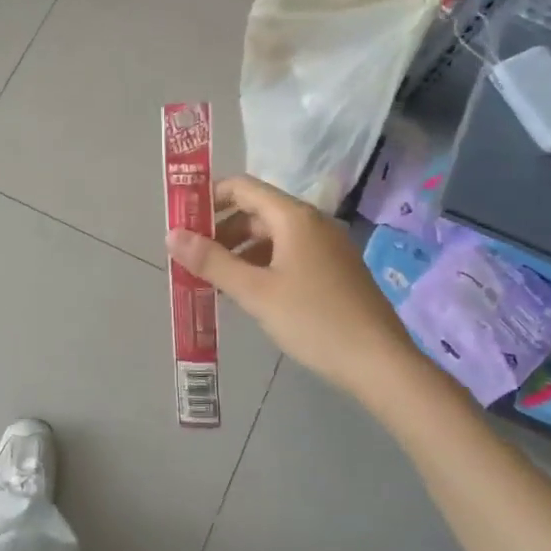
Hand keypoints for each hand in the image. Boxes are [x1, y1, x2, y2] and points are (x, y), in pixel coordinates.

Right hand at [167, 175, 415, 396]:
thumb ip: (212, 261)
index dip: (208, 198)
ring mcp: (327, 247)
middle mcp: (312, 223)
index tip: (182, 223)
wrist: (379, 362)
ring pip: (272, 236)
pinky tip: (249, 294)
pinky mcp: (335, 271)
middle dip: (221, 230)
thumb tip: (171, 235)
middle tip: (192, 258)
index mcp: (294, 217)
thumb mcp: (255, 292)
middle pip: (256, 212)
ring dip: (240, 251)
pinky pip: (289, 255)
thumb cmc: (313, 320)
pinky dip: (262, 265)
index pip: (243, 187)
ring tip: (214, 280)